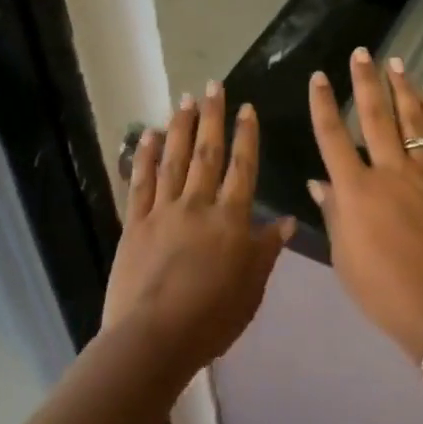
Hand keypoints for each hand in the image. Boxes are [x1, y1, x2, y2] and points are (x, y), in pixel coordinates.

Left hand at [104, 83, 294, 375]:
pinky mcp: (135, 223)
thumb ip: (266, 250)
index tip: (246, 108)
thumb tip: (287, 220)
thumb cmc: (212, 319)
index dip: (246, 136)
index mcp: (230, 220)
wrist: (154, 337)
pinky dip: (145, 157)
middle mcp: (198, 205)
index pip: (242, 168)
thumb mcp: (252, 288)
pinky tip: (148, 136)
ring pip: (174, 160)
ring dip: (180, 127)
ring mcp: (163, 211)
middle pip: (207, 153)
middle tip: (213, 86)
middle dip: (212, 117)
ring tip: (185, 99)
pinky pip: (141, 183)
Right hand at [309, 49, 422, 361]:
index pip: (333, 137)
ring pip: (412, 120)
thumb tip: (319, 181)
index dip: (323, 104)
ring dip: (403, 88)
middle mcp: (389, 172)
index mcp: (356, 191)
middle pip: (375, 116)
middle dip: (366, 81)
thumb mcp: (345, 258)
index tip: (319, 77)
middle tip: (362, 53)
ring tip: (396, 62)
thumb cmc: (385, 291)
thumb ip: (333, 213)